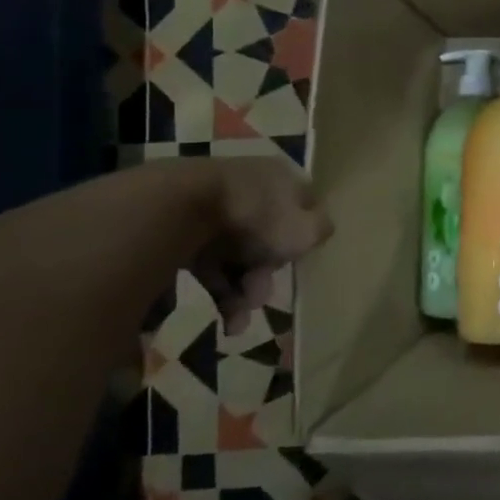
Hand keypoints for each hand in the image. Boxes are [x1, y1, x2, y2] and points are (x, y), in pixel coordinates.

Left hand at [190, 158, 332, 330]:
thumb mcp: (305, 229)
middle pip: (268, 237)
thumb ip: (321, 231)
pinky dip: (219, 291)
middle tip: (260, 299)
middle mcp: (251, 188)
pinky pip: (209, 265)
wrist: (178, 210)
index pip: (302, 208)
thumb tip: (319, 232)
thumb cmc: (256, 217)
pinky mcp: (182, 230)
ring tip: (238, 320)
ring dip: (243, 292)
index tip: (298, 264)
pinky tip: (223, 318)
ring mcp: (214, 208)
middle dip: (267, 275)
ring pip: (238, 256)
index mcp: (282, 178)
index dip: (304, 239)